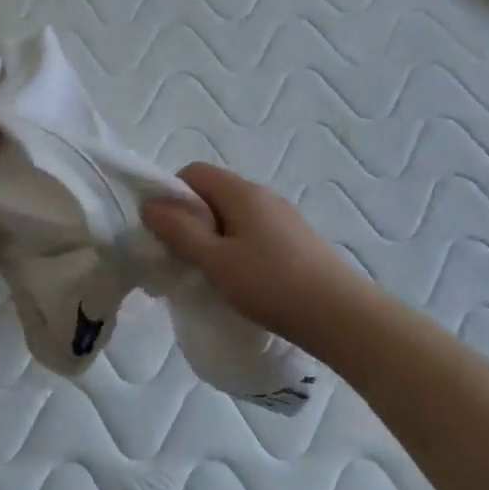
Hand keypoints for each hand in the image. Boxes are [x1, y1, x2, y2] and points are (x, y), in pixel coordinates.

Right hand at [141, 163, 356, 343]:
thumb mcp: (215, 259)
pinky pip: (251, 234)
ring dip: (212, 238)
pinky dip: (234, 250)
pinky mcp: (295, 242)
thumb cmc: (270, 284)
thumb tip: (149, 204)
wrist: (339, 316)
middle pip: (213, 194)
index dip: (171, 195)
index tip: (163, 230)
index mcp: (242, 193)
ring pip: (232, 217)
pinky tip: (237, 280)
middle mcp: (264, 197)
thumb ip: (179, 231)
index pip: (194, 173)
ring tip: (207, 273)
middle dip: (190, 220)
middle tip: (180, 256)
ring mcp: (283, 219)